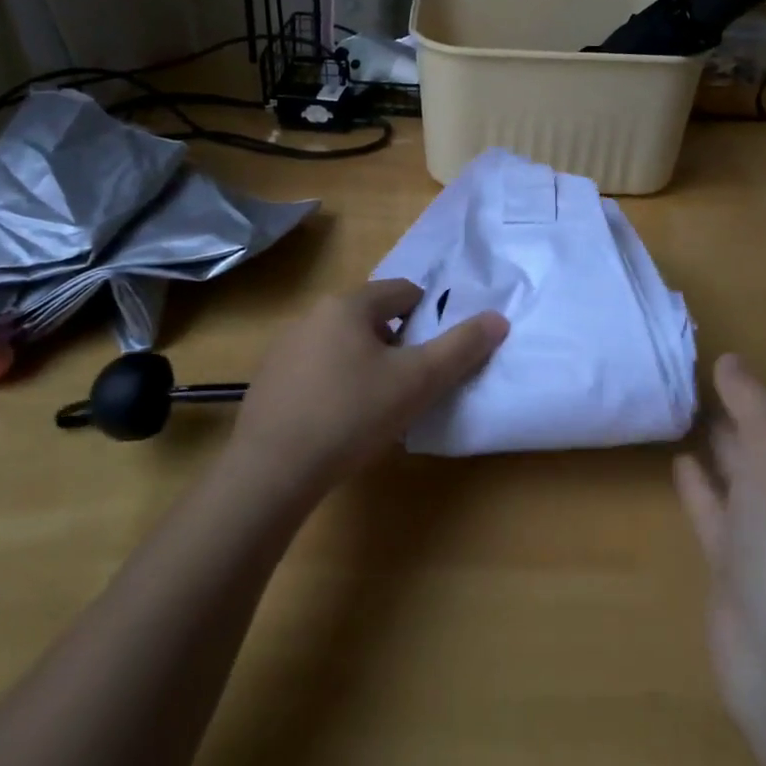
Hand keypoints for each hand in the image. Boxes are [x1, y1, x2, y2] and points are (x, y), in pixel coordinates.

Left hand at [228, 279, 506, 500]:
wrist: (270, 473)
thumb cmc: (351, 415)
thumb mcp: (418, 381)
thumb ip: (461, 348)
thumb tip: (499, 318)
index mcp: (348, 304)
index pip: (403, 291)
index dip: (427, 318)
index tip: (432, 355)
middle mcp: (313, 315)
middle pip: (371, 317)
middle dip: (395, 344)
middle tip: (408, 385)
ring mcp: (283, 348)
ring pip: (342, 344)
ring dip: (364, 364)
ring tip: (374, 407)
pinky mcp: (267, 381)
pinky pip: (314, 370)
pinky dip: (333, 384)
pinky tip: (337, 423)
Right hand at [676, 355, 765, 765]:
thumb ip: (752, 399)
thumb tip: (730, 359)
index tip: (733, 364)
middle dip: (741, 412)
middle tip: (697, 377)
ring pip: (741, 474)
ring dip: (719, 445)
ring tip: (682, 407)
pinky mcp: (735, 561)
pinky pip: (715, 509)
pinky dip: (699, 485)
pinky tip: (678, 460)